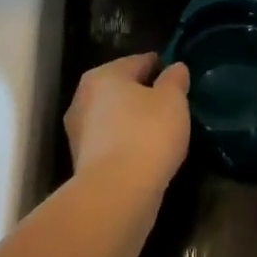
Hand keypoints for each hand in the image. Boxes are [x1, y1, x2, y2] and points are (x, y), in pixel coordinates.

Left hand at [64, 52, 190, 191]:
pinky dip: (126, 144)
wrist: (116, 195)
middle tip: (171, 105)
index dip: (160, 66)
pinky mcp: (81, 163)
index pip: (138, 61)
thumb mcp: (172, 100)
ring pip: (114, 118)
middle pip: (122, 89)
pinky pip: (110, 143)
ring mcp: (78, 133)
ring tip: (161, 131)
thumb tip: (175, 68)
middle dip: (144, 94)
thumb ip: (175, 79)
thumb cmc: (146, 134)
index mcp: (103, 75)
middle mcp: (83, 98)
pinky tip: (145, 154)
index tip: (178, 77)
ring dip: (133, 121)